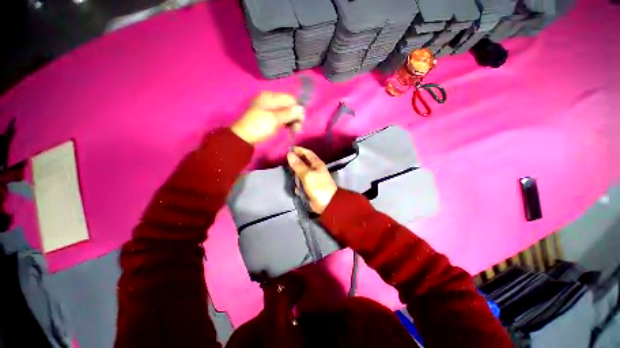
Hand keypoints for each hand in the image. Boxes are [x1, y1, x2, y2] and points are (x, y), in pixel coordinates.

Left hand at [232, 92, 304, 144]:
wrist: (244, 138)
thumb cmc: (259, 126)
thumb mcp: (274, 119)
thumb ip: (289, 113)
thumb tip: (302, 109)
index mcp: (270, 97)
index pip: (289, 99)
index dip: (297, 109)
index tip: (301, 121)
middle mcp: (271, 101)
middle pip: (289, 106)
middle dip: (295, 116)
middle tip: (298, 128)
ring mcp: (270, 110)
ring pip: (287, 113)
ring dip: (292, 121)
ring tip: (295, 131)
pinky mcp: (270, 118)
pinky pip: (282, 118)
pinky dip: (287, 123)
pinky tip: (290, 129)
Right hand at [287, 147, 336, 213]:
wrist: (326, 203)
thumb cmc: (318, 186)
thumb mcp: (307, 174)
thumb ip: (298, 165)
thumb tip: (289, 154)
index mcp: (316, 164)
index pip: (307, 153)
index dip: (298, 150)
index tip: (288, 149)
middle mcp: (314, 169)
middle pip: (302, 164)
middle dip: (296, 167)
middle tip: (290, 170)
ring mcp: (311, 179)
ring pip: (300, 175)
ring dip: (297, 179)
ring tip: (299, 184)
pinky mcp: (309, 187)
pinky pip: (301, 184)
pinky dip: (299, 187)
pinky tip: (300, 190)